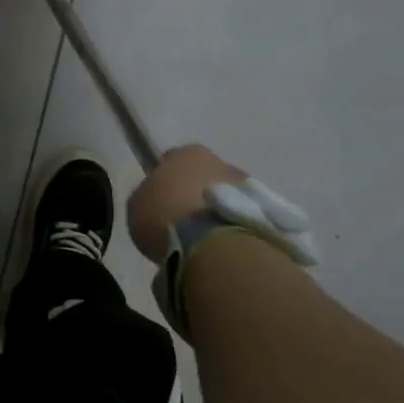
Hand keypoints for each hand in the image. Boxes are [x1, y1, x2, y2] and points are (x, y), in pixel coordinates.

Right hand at [128, 143, 247, 261]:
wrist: (213, 247)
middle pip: (204, 177)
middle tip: (182, 223)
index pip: (172, 159)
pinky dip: (230, 229)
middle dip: (195, 195)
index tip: (159, 201)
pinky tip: (218, 249)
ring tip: (201, 241)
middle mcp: (221, 162)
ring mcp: (248, 187)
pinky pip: (240, 218)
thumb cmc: (166, 216)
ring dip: (215, 213)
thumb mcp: (137, 204)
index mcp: (188, 152)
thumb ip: (148, 195)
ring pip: (225, 198)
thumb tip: (158, 199)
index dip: (164, 180)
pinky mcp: (266, 215)